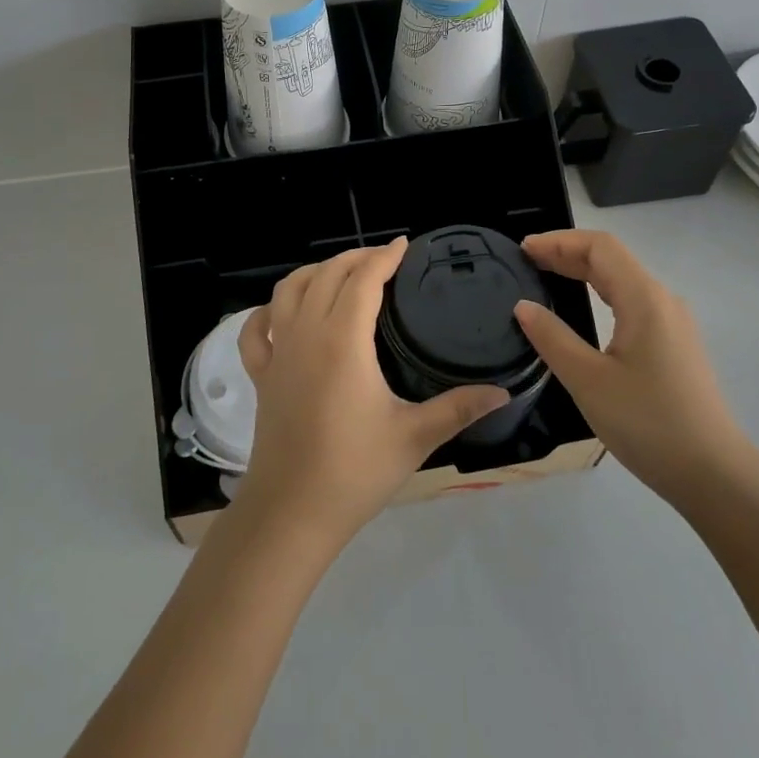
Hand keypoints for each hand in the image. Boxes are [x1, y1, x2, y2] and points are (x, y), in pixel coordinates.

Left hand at [236, 239, 510, 546]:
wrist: (291, 512)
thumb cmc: (354, 471)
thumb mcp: (414, 437)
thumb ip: (458, 408)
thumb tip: (502, 392)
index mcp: (342, 340)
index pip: (363, 279)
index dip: (384, 257)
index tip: (404, 244)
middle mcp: (306, 333)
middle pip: (327, 275)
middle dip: (355, 258)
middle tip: (383, 258)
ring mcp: (278, 352)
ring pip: (288, 290)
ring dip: (315, 272)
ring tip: (340, 273)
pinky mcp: (261, 374)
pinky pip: (256, 329)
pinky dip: (268, 310)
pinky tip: (281, 312)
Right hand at [512, 230, 749, 504]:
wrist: (714, 476)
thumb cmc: (649, 423)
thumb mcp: (588, 381)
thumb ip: (552, 338)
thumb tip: (523, 306)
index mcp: (644, 299)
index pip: (600, 247)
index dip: (559, 241)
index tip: (523, 249)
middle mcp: (662, 301)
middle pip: (611, 259)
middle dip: (567, 254)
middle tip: (526, 263)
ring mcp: (673, 324)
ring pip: (622, 281)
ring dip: (583, 273)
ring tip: (546, 279)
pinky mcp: (674, 345)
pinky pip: (632, 303)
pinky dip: (600, 294)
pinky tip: (581, 311)